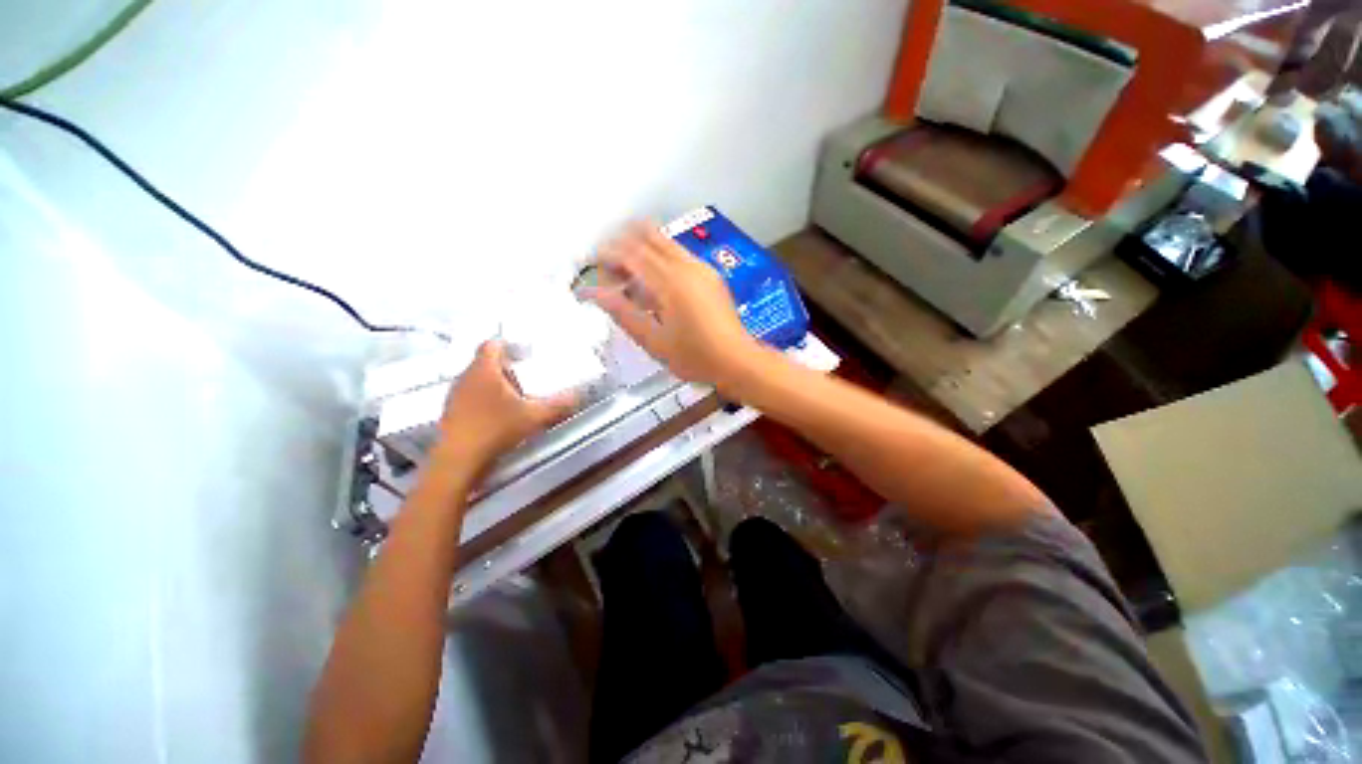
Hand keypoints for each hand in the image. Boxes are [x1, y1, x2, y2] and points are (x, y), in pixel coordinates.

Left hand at [436, 340, 577, 470]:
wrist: (459, 460)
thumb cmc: (496, 429)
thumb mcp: (534, 416)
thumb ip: (557, 405)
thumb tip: (577, 396)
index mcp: (483, 370)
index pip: (492, 344)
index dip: (508, 344)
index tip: (524, 353)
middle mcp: (465, 377)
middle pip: (485, 362)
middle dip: (505, 368)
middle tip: (526, 377)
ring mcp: (455, 395)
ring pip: (477, 380)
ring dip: (494, 385)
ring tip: (515, 396)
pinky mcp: (451, 412)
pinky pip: (470, 397)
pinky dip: (484, 400)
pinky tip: (498, 415)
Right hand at [590, 221, 762, 387]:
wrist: (737, 360)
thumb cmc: (694, 357)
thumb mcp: (653, 341)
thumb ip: (623, 313)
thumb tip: (594, 293)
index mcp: (669, 282)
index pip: (631, 252)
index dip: (608, 254)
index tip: (594, 264)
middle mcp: (686, 265)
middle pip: (648, 234)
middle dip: (624, 243)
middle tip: (612, 267)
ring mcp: (701, 267)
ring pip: (665, 241)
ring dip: (642, 249)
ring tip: (630, 278)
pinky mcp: (710, 274)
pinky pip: (679, 254)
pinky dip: (660, 258)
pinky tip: (655, 285)